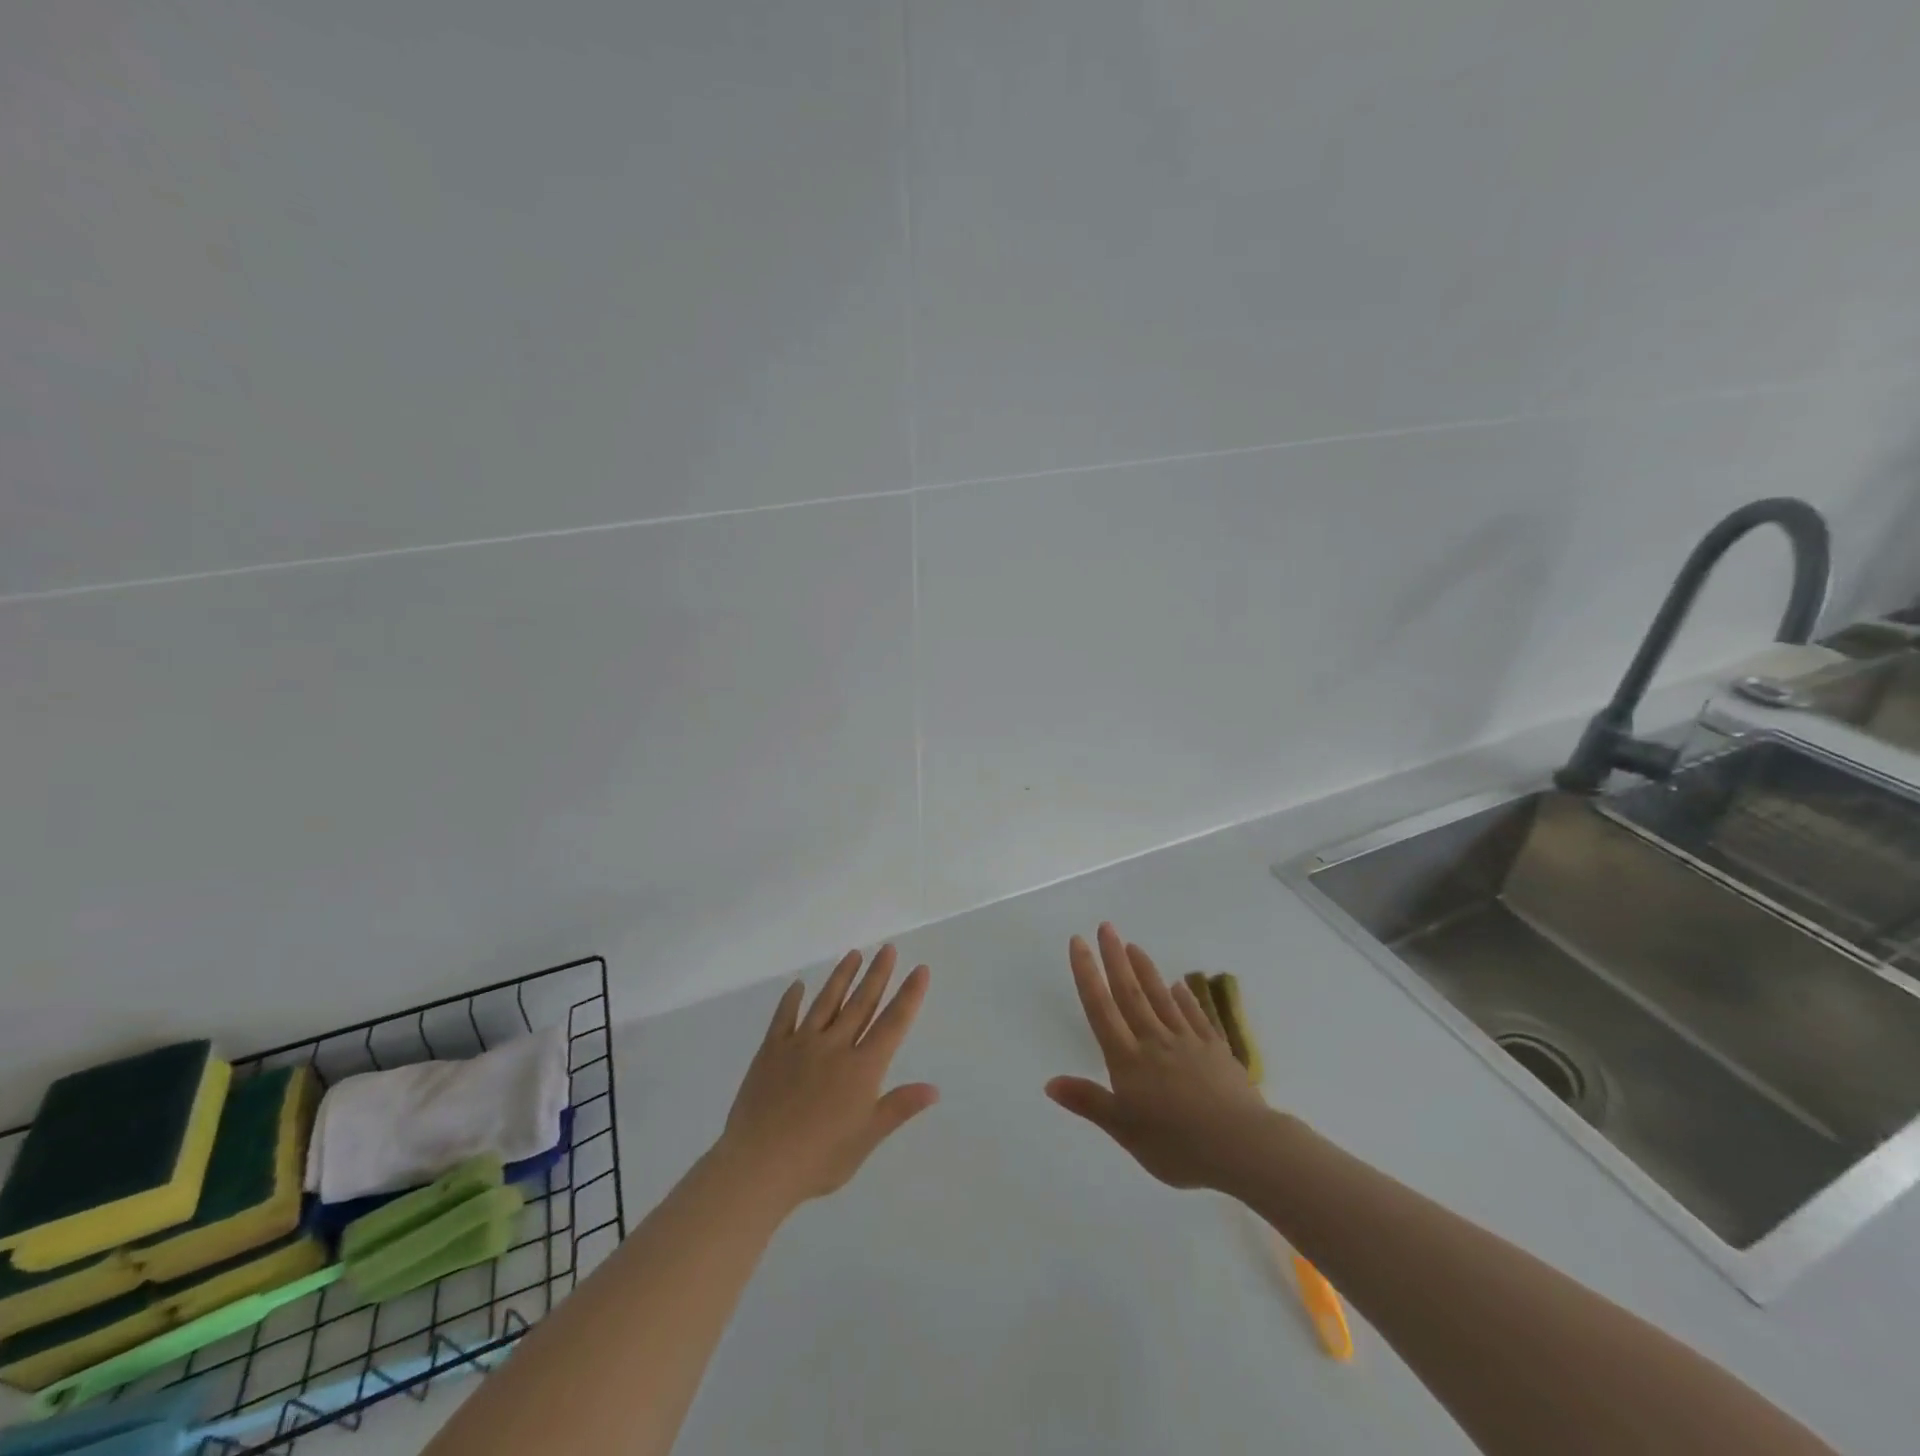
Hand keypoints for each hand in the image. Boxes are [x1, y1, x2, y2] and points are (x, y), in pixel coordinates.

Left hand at [715, 945, 937, 1210]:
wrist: (759, 1164)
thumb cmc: (819, 1159)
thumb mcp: (866, 1139)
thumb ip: (898, 1108)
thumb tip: (934, 1089)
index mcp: (861, 1069)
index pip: (892, 1024)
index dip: (909, 995)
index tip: (920, 969)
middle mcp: (834, 1047)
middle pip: (861, 1004)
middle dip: (877, 974)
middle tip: (888, 948)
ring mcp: (801, 1045)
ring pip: (826, 1002)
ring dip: (842, 977)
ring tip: (853, 954)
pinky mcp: (771, 1050)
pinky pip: (784, 1017)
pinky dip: (791, 1000)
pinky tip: (797, 985)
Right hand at [1046, 924, 1270, 1189]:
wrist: (1242, 1147)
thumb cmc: (1177, 1146)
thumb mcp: (1125, 1131)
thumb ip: (1089, 1102)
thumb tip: (1049, 1082)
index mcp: (1128, 1060)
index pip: (1101, 1009)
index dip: (1087, 974)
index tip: (1079, 942)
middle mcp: (1155, 1041)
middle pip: (1130, 993)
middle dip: (1115, 959)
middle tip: (1106, 927)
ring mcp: (1188, 1043)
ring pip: (1162, 998)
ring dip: (1146, 970)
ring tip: (1134, 946)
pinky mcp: (1216, 1051)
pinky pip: (1196, 1017)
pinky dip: (1186, 999)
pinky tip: (1180, 986)